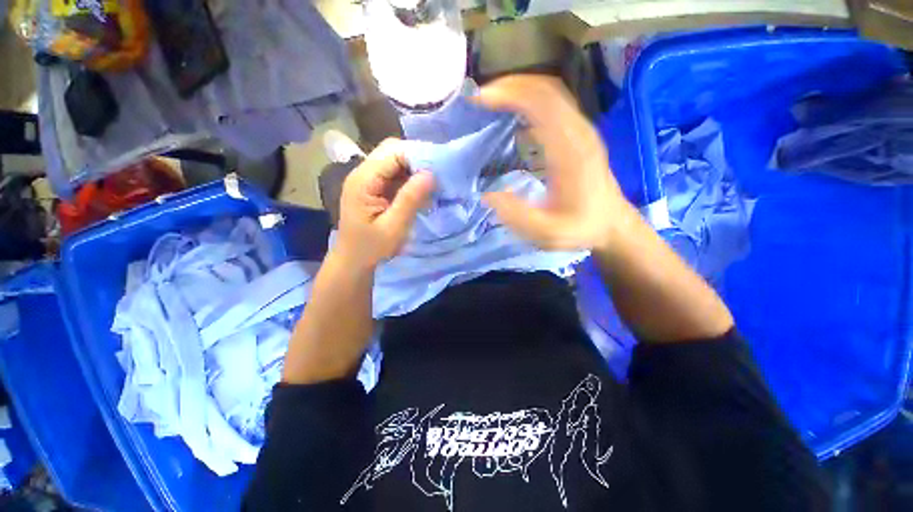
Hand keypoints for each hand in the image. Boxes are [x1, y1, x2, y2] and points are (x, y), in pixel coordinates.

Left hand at [336, 138, 435, 268]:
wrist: (353, 263)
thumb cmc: (371, 249)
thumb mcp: (394, 227)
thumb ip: (410, 199)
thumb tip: (431, 173)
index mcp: (363, 181)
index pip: (392, 152)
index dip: (417, 156)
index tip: (438, 170)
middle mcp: (363, 174)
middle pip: (393, 152)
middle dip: (417, 161)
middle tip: (437, 178)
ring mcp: (368, 181)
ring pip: (395, 163)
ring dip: (415, 171)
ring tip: (433, 185)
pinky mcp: (374, 189)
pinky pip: (395, 176)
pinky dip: (410, 181)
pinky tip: (422, 192)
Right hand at [476, 75, 632, 251]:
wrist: (612, 225)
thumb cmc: (581, 228)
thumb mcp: (547, 233)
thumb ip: (517, 216)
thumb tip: (488, 195)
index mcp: (570, 151)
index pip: (541, 103)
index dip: (509, 93)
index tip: (479, 98)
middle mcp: (578, 132)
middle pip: (546, 88)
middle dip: (510, 85)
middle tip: (480, 96)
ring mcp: (581, 131)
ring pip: (551, 92)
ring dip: (520, 89)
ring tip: (492, 99)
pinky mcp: (579, 135)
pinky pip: (554, 105)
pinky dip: (530, 100)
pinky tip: (514, 111)